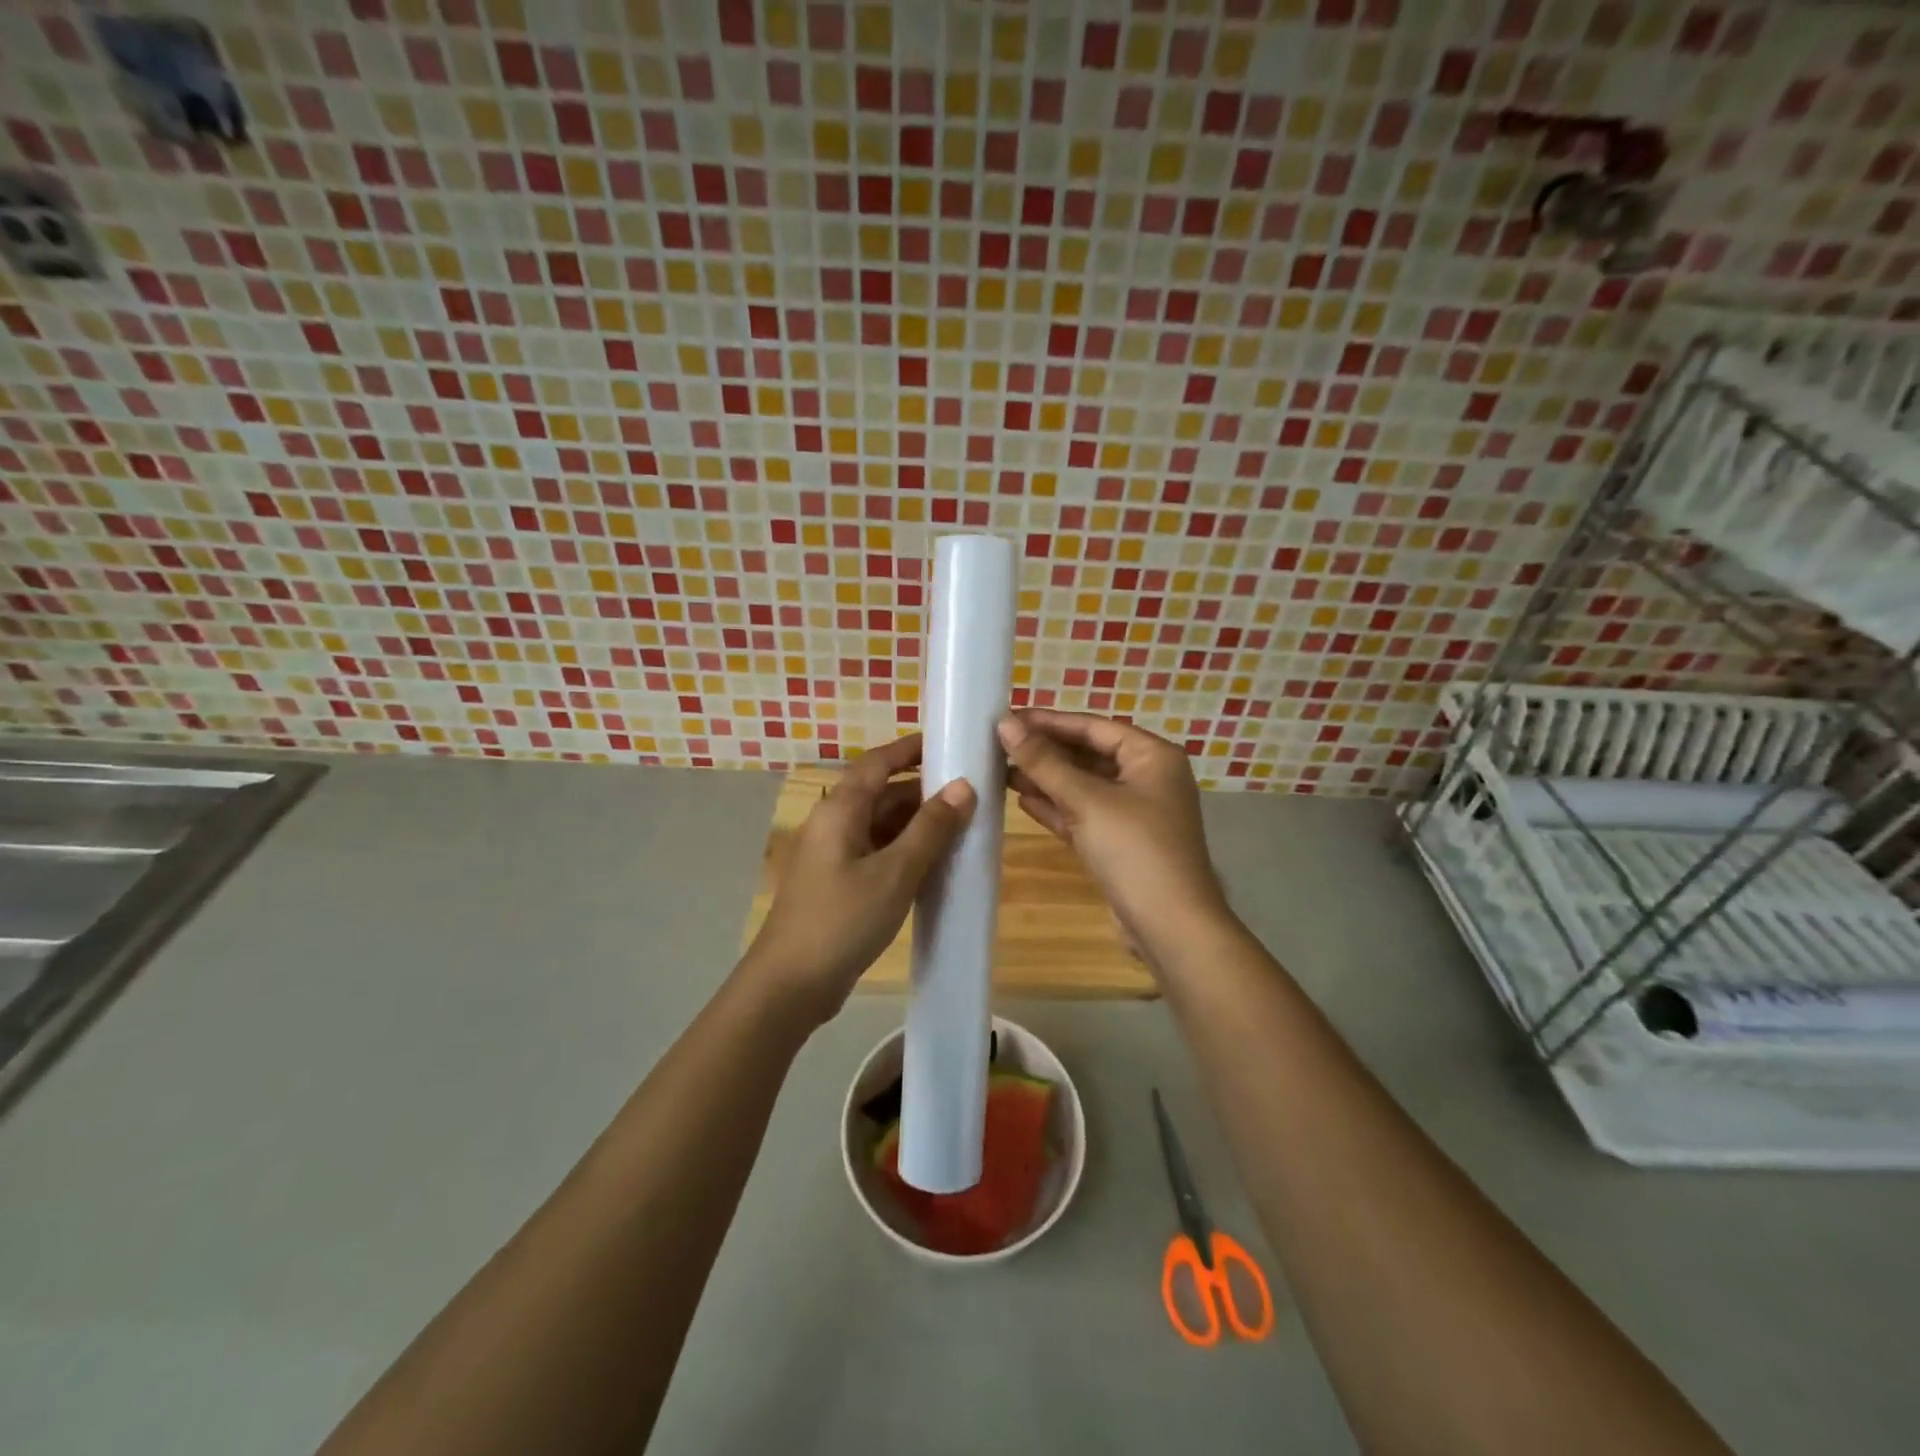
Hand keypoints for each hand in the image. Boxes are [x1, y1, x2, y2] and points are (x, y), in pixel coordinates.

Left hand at [742, 733, 975, 1025]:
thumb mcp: (895, 873)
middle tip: (972, 793)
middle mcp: (834, 823)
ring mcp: (834, 854)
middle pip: (882, 792)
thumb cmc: (842, 920)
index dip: (912, 748)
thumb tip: (963, 787)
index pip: (879, 761)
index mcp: (840, 809)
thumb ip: (930, 829)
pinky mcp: (839, 883)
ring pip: (882, 825)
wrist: (790, 985)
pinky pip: (878, 852)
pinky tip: (936, 863)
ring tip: (964, 826)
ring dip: (918, 823)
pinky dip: (906, 850)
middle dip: (925, 790)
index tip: (951, 742)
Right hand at [998, 710, 1231, 962]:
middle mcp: (1147, 778)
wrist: (1170, 926)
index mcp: (1152, 756)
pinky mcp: (1121, 843)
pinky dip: (1056, 807)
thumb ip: (1044, 762)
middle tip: (998, 745)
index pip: (1094, 726)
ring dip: (1046, 779)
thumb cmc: (1134, 849)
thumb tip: (1004, 724)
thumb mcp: (1086, 800)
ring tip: (1001, 771)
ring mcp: (1135, 813)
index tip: (1008, 718)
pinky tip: (1022, 801)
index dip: (1049, 721)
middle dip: (1045, 752)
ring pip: (1084, 786)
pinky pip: (1084, 814)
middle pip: (1089, 754)